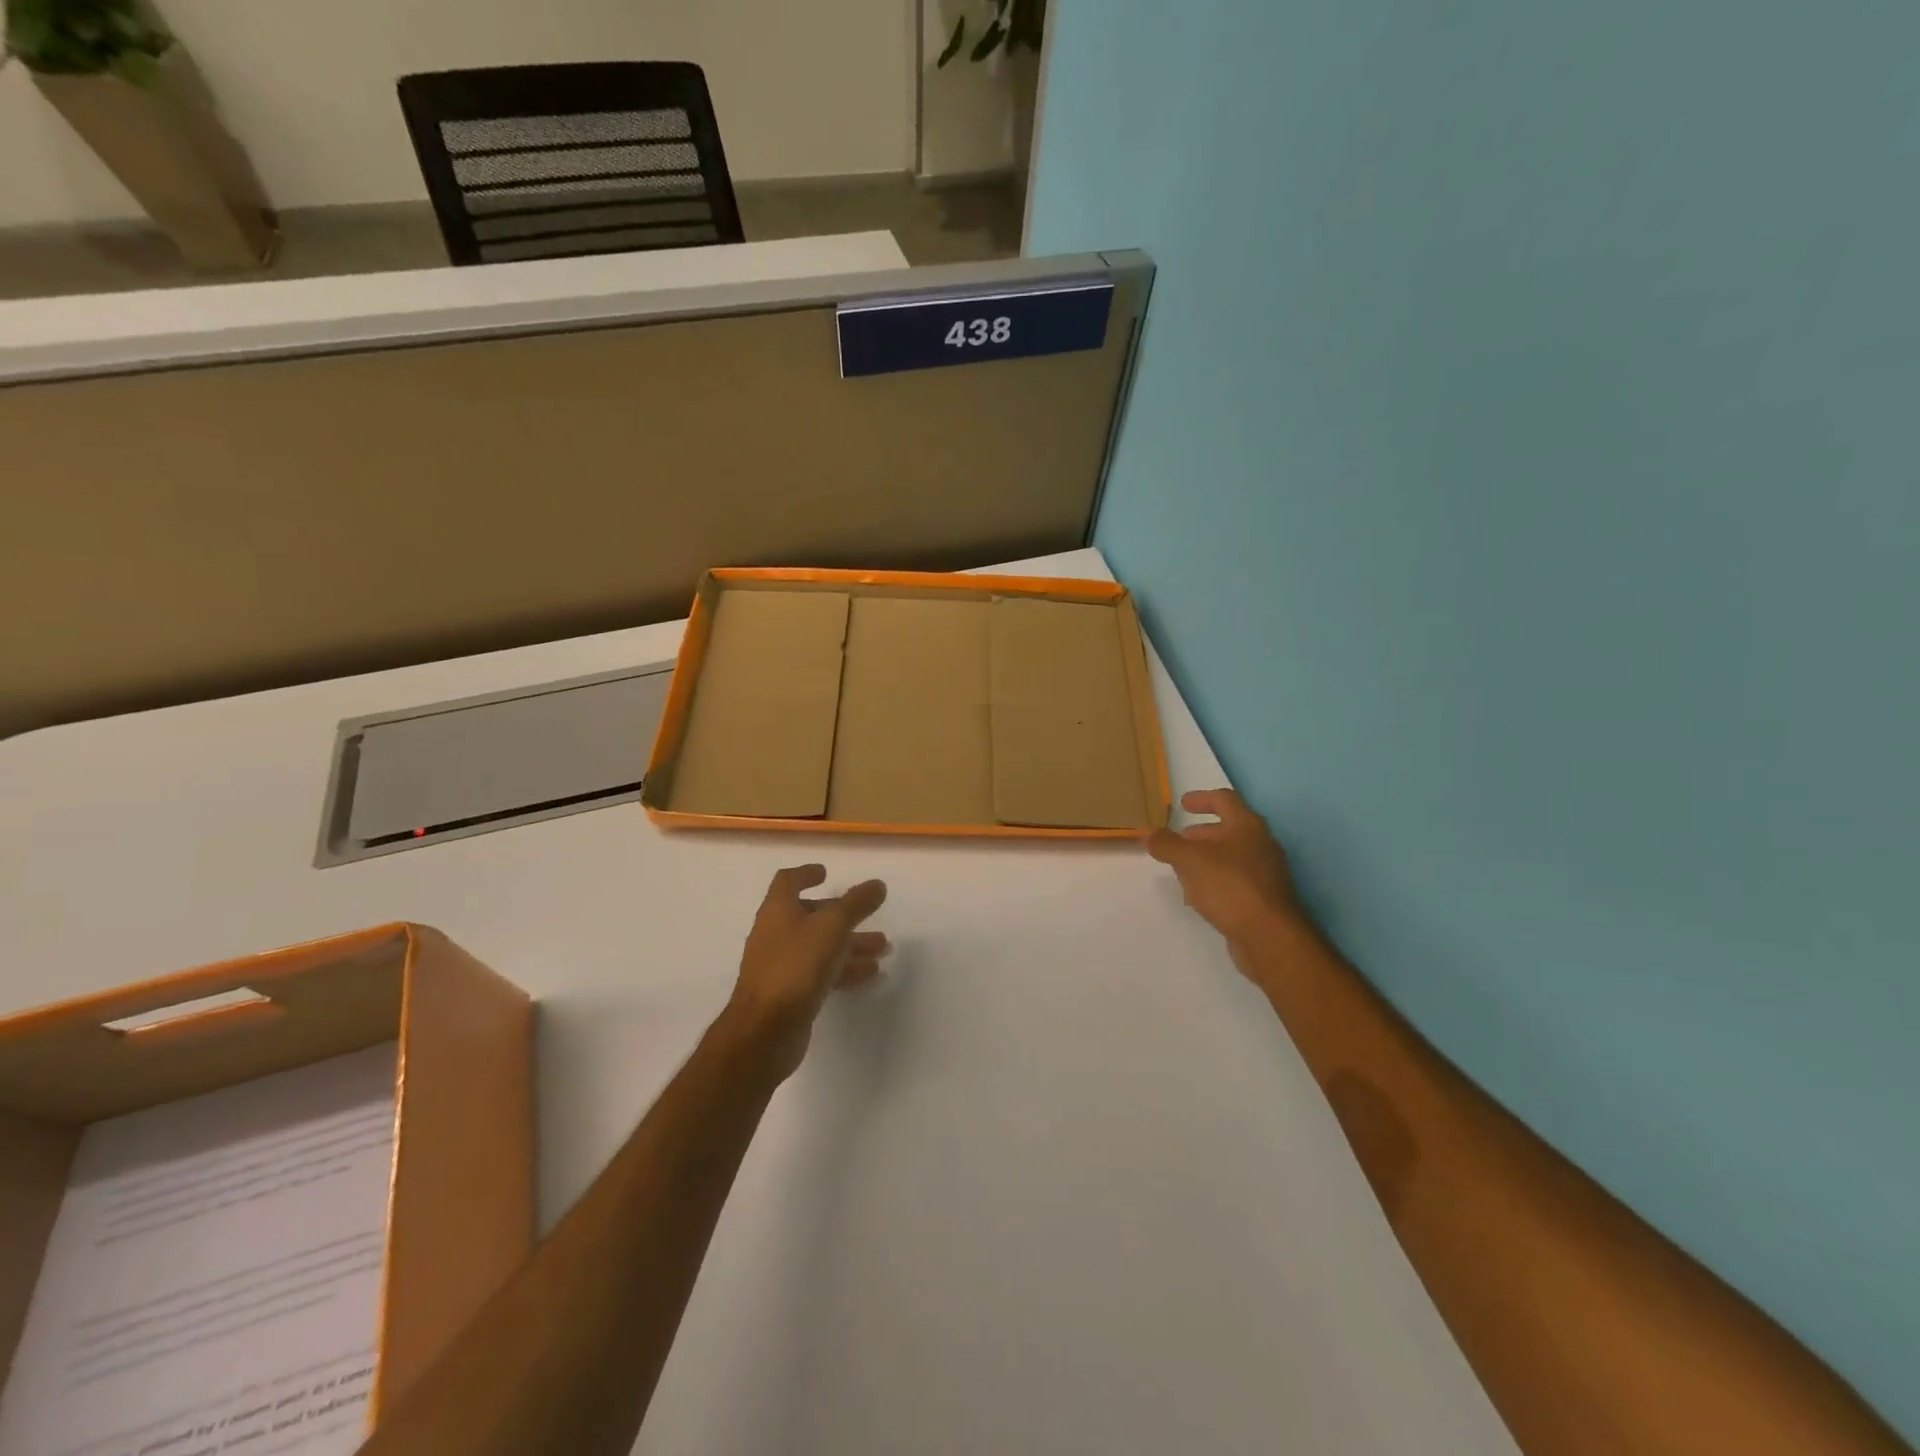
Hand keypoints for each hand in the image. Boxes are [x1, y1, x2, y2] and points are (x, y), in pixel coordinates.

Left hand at [721, 865, 888, 1081]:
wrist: (765, 1031)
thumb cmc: (795, 966)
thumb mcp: (832, 927)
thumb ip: (856, 904)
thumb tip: (877, 884)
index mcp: (778, 910)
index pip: (787, 882)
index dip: (805, 874)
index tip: (826, 873)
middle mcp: (776, 934)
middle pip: (810, 916)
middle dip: (842, 915)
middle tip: (870, 915)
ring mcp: (781, 966)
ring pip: (820, 947)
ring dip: (850, 944)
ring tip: (883, 948)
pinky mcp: (790, 994)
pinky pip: (821, 974)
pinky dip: (844, 970)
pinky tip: (870, 975)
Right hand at [1146, 789, 1303, 951]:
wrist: (1270, 937)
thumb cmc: (1230, 886)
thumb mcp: (1189, 860)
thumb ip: (1167, 844)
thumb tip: (1151, 835)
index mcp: (1247, 826)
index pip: (1224, 800)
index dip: (1201, 798)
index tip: (1182, 804)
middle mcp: (1261, 845)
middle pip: (1228, 830)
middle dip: (1201, 834)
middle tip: (1178, 840)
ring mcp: (1266, 874)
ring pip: (1231, 858)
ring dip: (1206, 859)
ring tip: (1181, 870)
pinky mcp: (1264, 900)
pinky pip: (1235, 882)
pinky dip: (1215, 882)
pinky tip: (1198, 897)